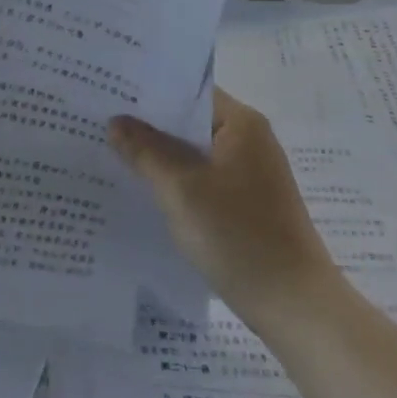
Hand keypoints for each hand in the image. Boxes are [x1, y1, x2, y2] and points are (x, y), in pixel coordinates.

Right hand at [109, 90, 334, 326]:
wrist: (295, 306)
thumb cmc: (239, 236)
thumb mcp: (181, 190)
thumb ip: (146, 151)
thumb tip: (117, 122)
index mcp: (242, 124)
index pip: (189, 91)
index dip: (149, 92)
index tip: (110, 92)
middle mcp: (250, 140)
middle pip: (191, 121)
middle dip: (149, 125)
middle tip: (101, 122)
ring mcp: (251, 174)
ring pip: (195, 152)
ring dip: (161, 155)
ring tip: (113, 152)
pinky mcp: (247, 203)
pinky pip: (204, 178)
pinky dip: (177, 180)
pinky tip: (146, 190)